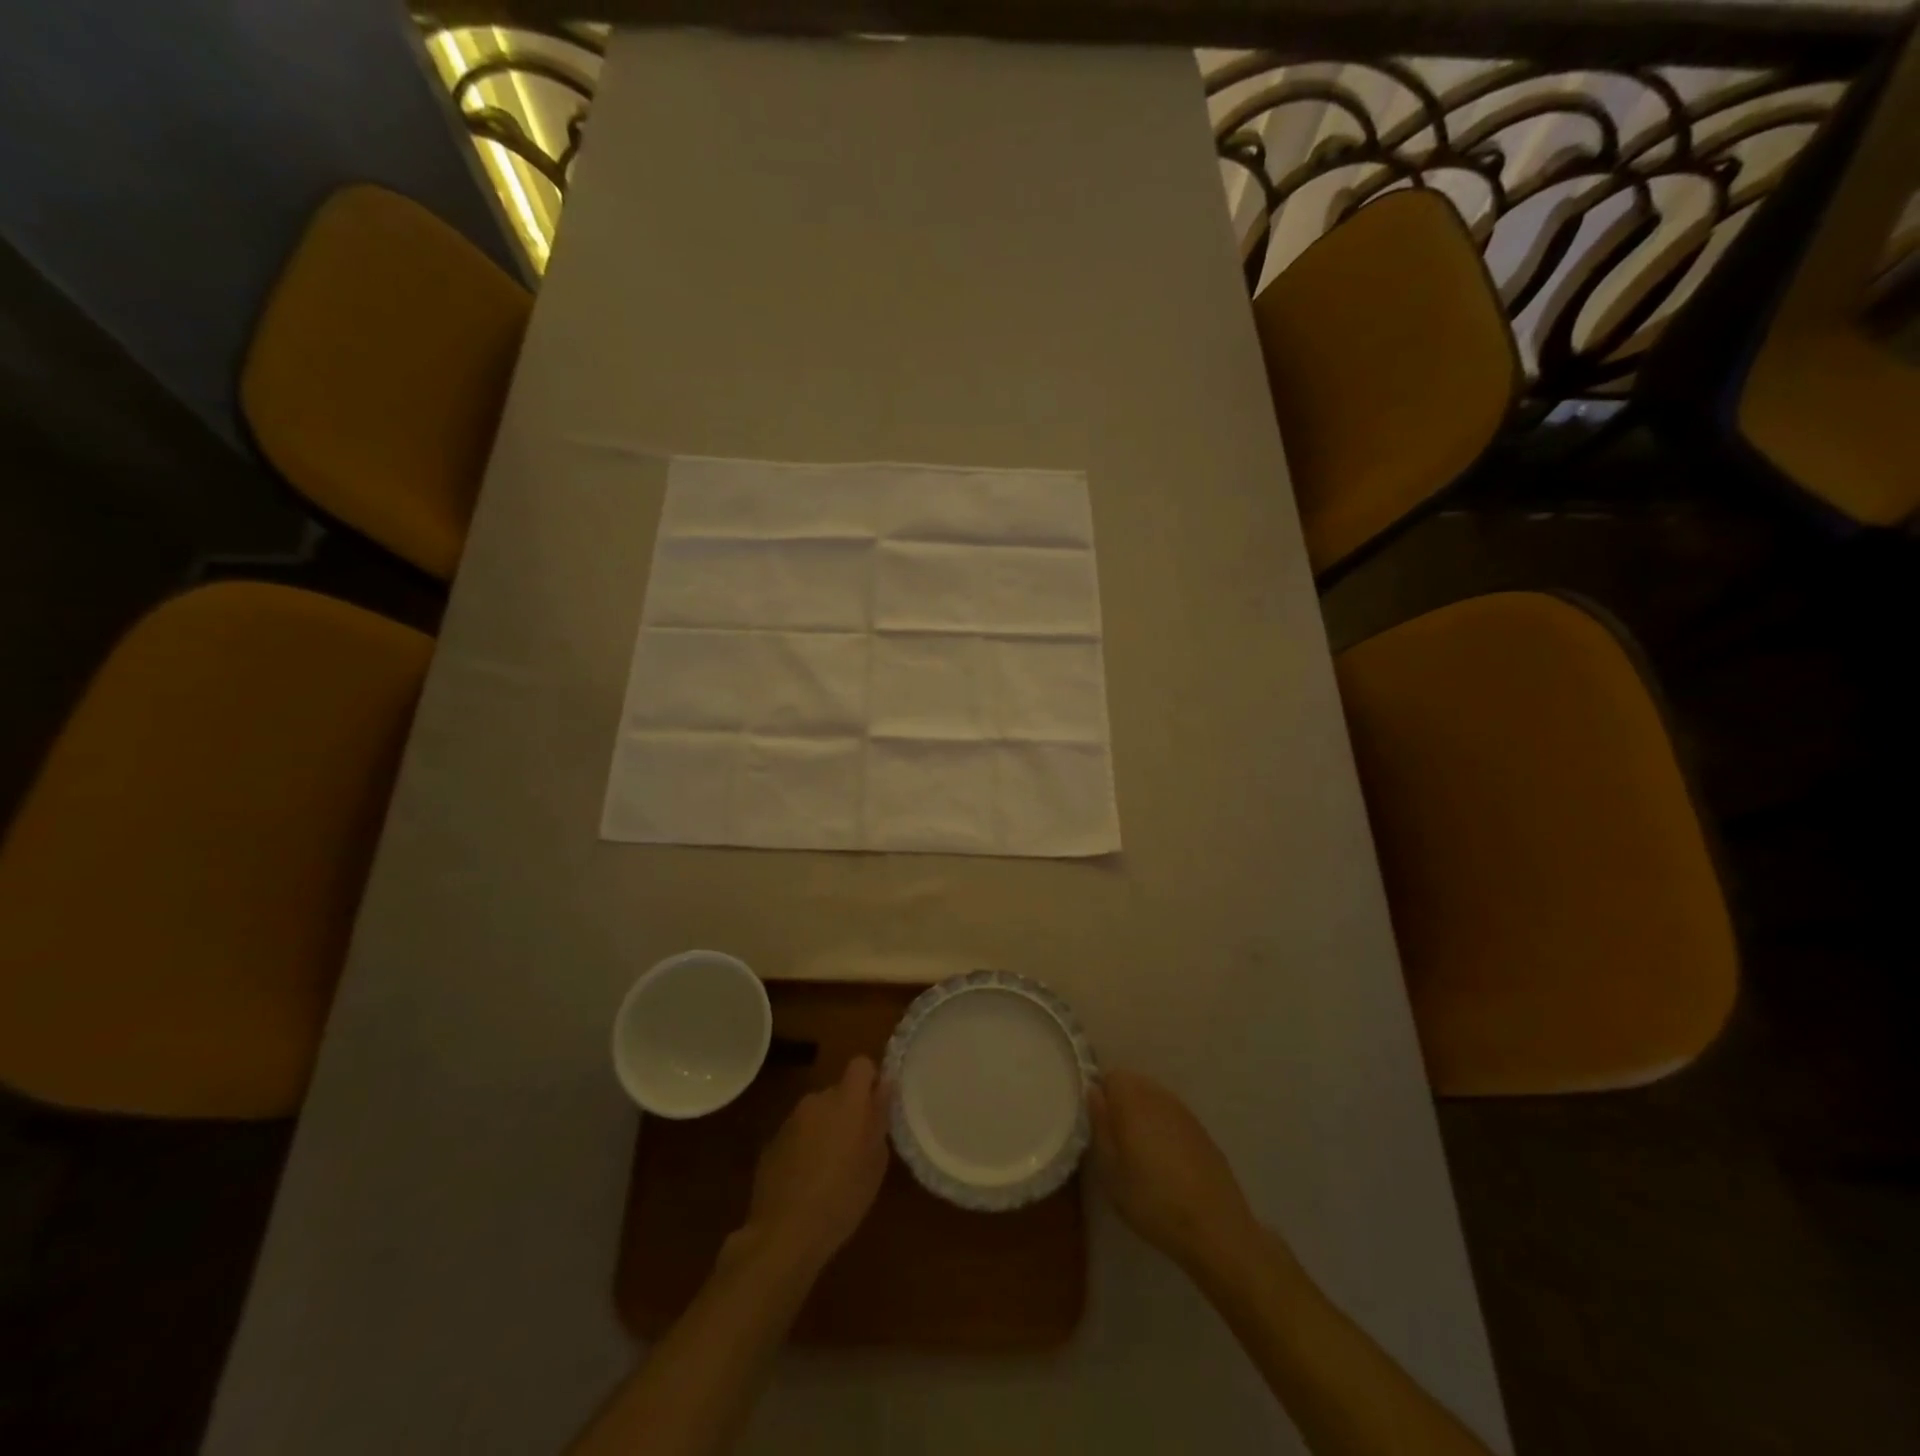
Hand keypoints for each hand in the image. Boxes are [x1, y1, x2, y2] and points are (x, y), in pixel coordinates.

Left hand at [739, 1056, 890, 1276]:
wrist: (784, 1233)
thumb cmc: (842, 1197)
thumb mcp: (875, 1163)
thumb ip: (880, 1118)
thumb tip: (884, 1087)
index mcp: (847, 1101)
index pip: (861, 1065)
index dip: (870, 1080)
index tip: (876, 1106)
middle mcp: (816, 1101)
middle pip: (837, 1092)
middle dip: (847, 1111)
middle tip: (856, 1147)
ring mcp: (790, 1121)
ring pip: (816, 1114)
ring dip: (825, 1130)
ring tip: (829, 1169)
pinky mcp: (771, 1144)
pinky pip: (796, 1135)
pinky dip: (803, 1148)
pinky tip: (805, 1182)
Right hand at [1089, 1069, 1259, 1273]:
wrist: (1215, 1228)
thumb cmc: (1153, 1201)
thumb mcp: (1111, 1171)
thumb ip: (1100, 1125)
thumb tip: (1094, 1092)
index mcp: (1134, 1101)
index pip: (1111, 1077)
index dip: (1101, 1097)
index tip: (1099, 1126)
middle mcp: (1160, 1097)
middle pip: (1134, 1084)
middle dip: (1122, 1104)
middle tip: (1117, 1142)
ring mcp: (1185, 1113)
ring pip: (1154, 1100)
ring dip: (1143, 1116)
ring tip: (1141, 1154)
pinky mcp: (1202, 1132)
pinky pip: (1173, 1117)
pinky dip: (1164, 1129)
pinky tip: (1167, 1163)